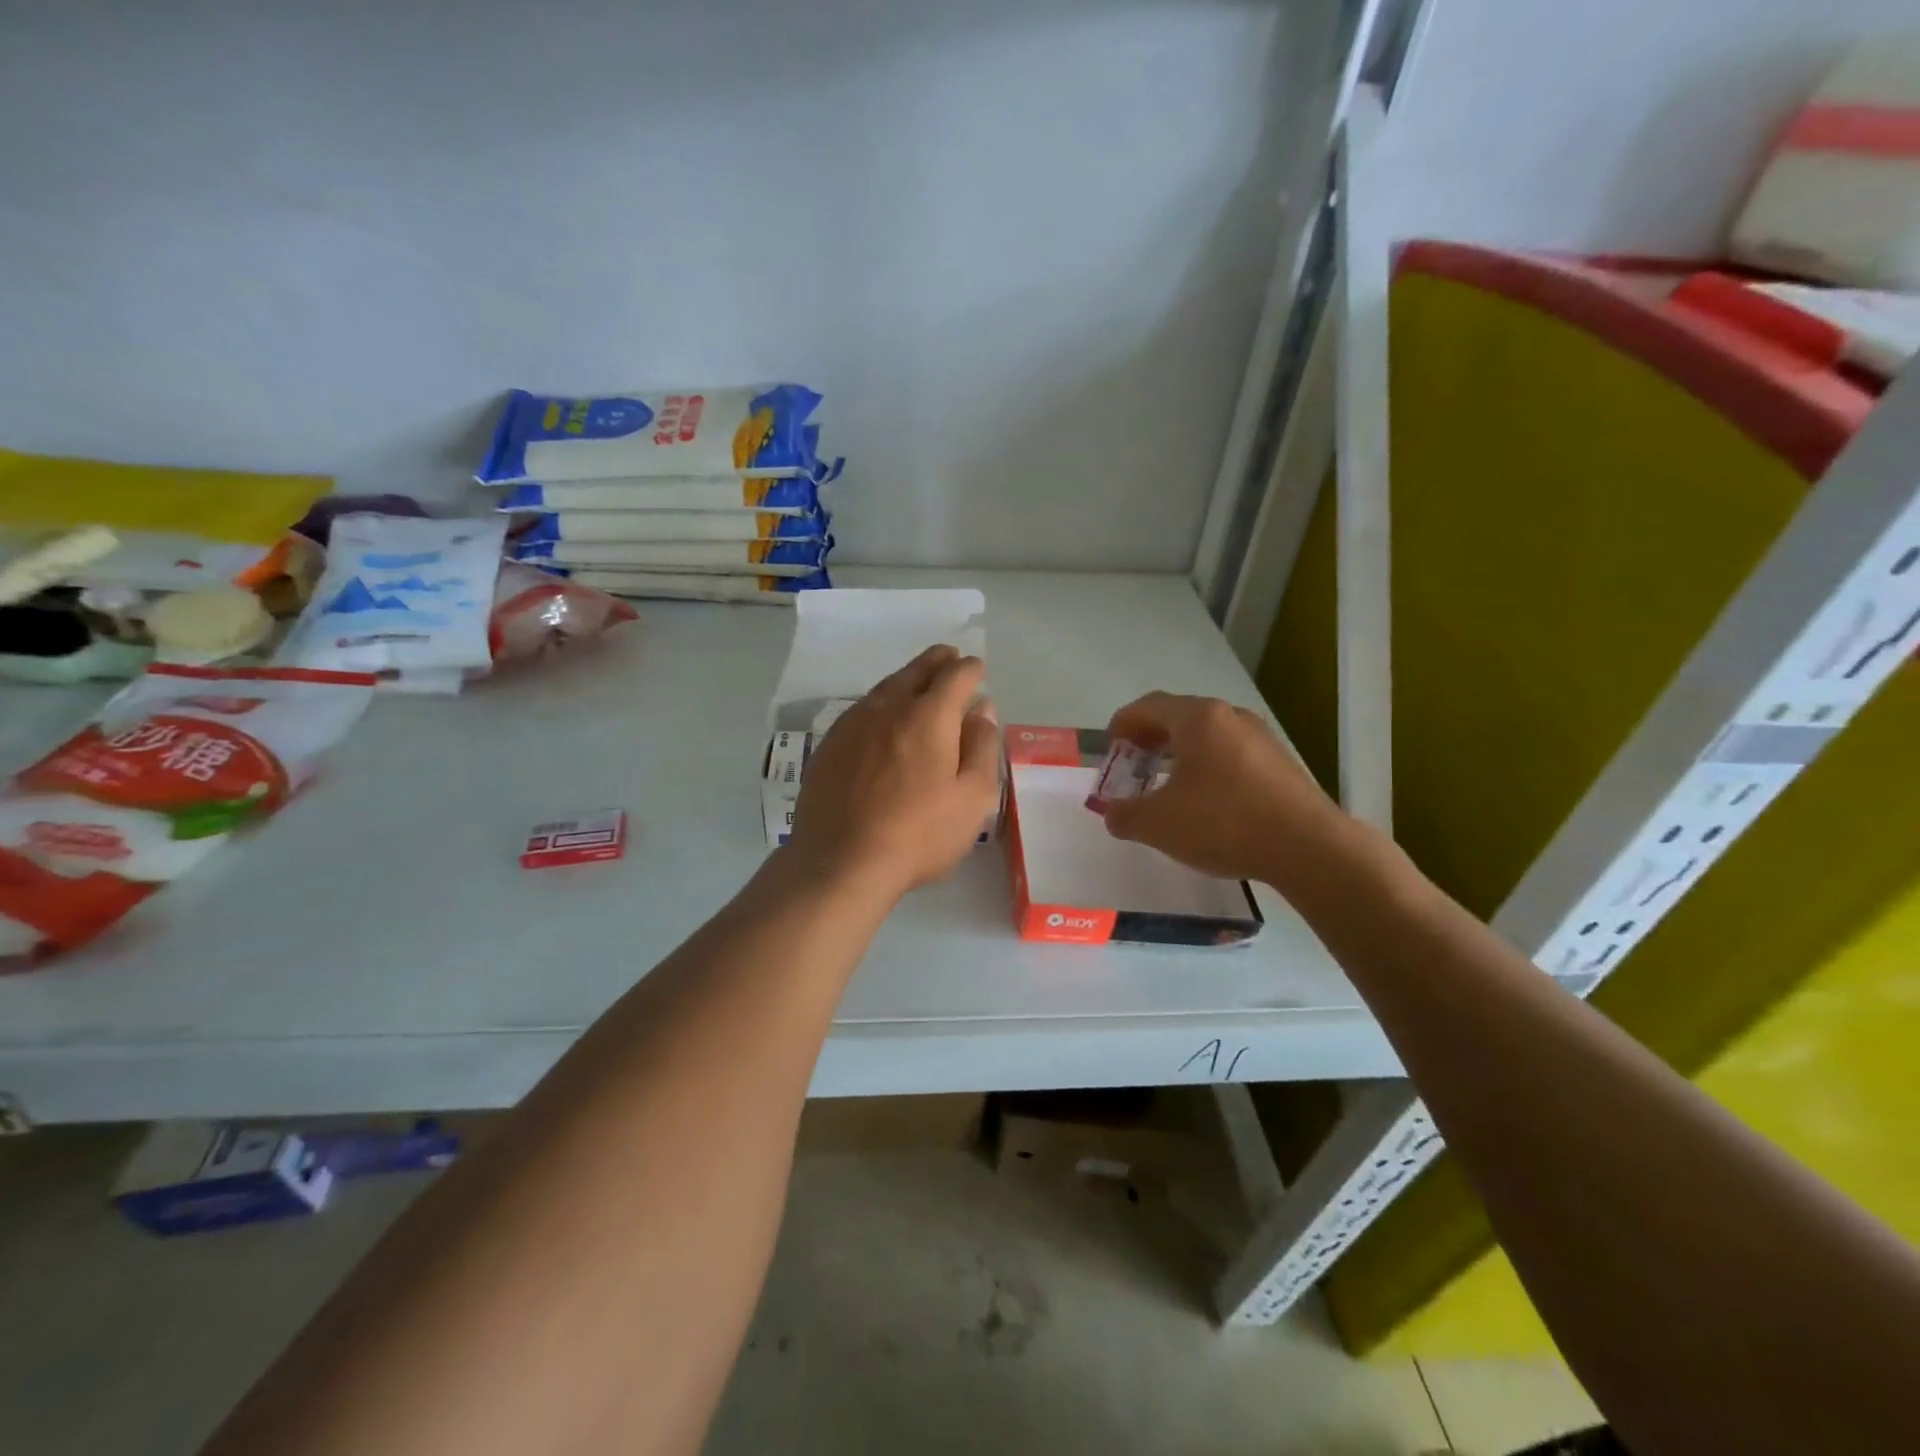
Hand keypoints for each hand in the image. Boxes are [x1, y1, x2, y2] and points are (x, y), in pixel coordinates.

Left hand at [786, 645, 1001, 902]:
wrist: (840, 862)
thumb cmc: (919, 834)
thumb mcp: (972, 798)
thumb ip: (982, 747)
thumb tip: (982, 710)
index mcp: (929, 716)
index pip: (956, 675)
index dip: (971, 670)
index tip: (978, 672)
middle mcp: (888, 708)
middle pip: (916, 670)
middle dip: (938, 661)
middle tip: (949, 659)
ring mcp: (852, 724)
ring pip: (886, 687)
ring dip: (907, 680)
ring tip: (919, 684)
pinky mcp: (829, 745)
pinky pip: (862, 710)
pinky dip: (881, 705)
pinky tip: (883, 721)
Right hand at [1100, 692, 1344, 887]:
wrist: (1308, 848)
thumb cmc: (1223, 823)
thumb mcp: (1158, 824)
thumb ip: (1124, 815)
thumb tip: (1113, 813)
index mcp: (1198, 718)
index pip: (1148, 706)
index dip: (1122, 724)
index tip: (1110, 750)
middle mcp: (1230, 716)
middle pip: (1178, 717)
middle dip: (1149, 739)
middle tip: (1133, 767)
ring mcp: (1260, 737)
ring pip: (1207, 736)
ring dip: (1179, 754)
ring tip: (1166, 786)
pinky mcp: (1280, 763)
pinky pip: (1230, 754)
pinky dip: (1207, 767)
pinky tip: (1205, 801)